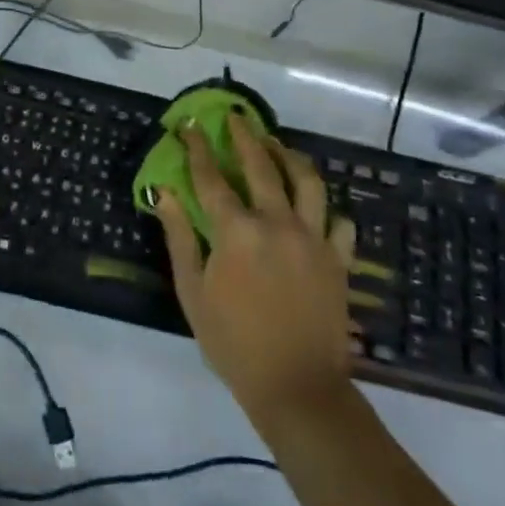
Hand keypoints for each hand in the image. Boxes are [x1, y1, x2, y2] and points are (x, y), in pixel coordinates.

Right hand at [154, 113, 357, 431]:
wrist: (296, 387)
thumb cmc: (233, 342)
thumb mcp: (193, 291)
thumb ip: (180, 237)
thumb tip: (165, 193)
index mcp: (237, 231)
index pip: (211, 177)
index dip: (197, 149)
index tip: (189, 126)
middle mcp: (278, 223)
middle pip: (261, 166)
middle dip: (245, 136)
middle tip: (236, 117)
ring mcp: (314, 239)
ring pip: (307, 182)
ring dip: (290, 156)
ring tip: (278, 144)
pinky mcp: (338, 259)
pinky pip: (339, 222)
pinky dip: (328, 211)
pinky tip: (317, 208)